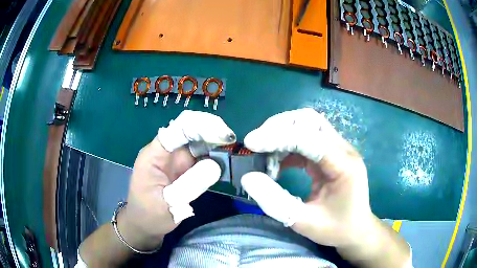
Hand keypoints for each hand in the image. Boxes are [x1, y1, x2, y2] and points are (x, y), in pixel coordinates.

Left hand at [118, 110, 235, 250]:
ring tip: (233, 148)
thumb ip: (189, 185)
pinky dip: (215, 155)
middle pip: (190, 130)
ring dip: (215, 142)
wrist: (145, 226)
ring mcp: (176, 160)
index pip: (177, 129)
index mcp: (155, 154)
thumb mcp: (167, 204)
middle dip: (211, 130)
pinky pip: (202, 156)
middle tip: (232, 140)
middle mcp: (166, 152)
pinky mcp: (185, 169)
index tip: (223, 135)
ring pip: (198, 142)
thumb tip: (216, 165)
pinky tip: (227, 158)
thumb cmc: (149, 215)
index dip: (200, 126)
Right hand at [240, 108, 371, 247]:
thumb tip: (248, 178)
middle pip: (309, 120)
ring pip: (307, 125)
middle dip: (279, 127)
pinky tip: (277, 164)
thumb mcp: (304, 222)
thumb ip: (275, 202)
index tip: (251, 144)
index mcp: (343, 165)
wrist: (356, 229)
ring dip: (282, 134)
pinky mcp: (331, 154)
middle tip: (257, 143)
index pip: (308, 138)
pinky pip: (306, 139)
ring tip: (264, 155)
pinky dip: (287, 146)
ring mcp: (338, 149)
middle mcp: (343, 149)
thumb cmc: (336, 229)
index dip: (277, 137)